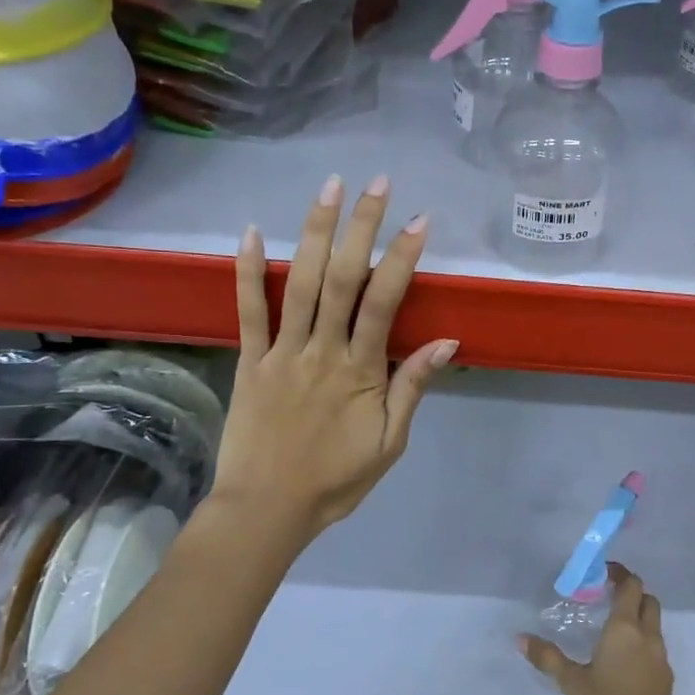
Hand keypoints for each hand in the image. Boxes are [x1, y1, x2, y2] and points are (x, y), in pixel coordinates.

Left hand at [211, 174, 456, 537]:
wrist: (267, 510)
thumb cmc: (335, 480)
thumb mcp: (390, 443)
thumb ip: (412, 388)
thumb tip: (447, 343)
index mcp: (359, 371)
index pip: (384, 302)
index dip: (402, 258)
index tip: (419, 221)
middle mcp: (321, 351)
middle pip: (342, 278)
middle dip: (361, 227)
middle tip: (377, 184)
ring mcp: (281, 352)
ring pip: (298, 283)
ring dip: (314, 231)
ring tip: (329, 188)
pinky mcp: (249, 361)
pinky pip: (248, 311)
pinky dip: (247, 270)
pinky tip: (249, 231)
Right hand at [520, 563, 674, 694]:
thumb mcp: (572, 683)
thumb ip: (548, 657)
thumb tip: (520, 638)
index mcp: (625, 628)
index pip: (630, 585)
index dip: (619, 574)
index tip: (603, 573)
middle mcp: (647, 636)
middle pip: (647, 600)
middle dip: (631, 593)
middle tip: (607, 597)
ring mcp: (660, 657)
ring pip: (653, 624)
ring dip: (638, 617)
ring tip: (612, 628)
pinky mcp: (665, 678)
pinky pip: (655, 647)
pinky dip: (642, 641)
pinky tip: (623, 659)